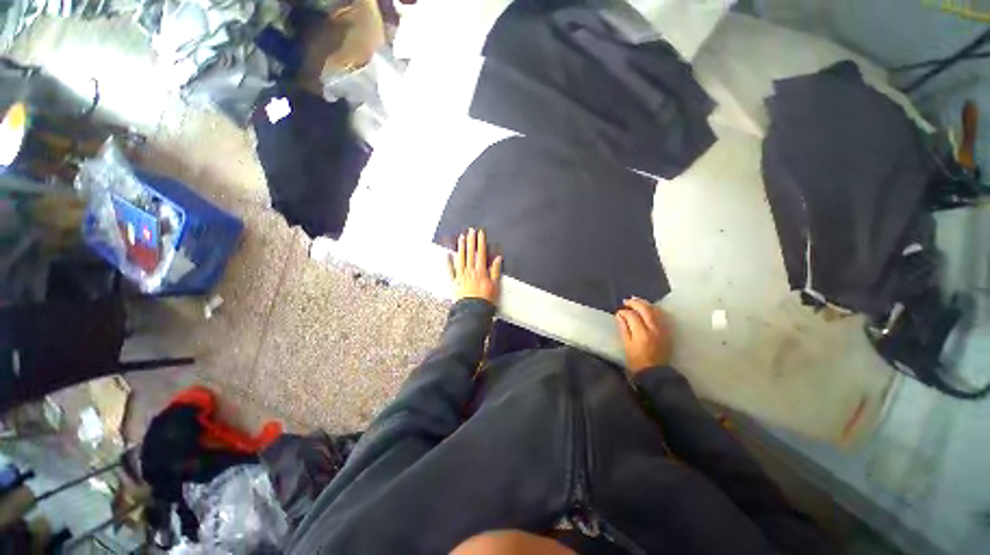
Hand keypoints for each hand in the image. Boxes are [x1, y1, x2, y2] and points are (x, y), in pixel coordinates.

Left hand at [448, 228, 502, 303]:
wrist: (473, 311)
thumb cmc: (485, 300)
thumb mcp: (495, 285)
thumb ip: (495, 271)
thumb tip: (497, 258)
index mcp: (481, 271)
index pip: (481, 253)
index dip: (480, 242)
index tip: (480, 233)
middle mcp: (470, 271)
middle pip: (470, 253)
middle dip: (470, 240)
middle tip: (470, 231)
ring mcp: (461, 276)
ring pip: (460, 258)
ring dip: (460, 247)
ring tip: (461, 238)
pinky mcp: (455, 282)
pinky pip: (450, 270)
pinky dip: (449, 262)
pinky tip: (448, 254)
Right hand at [615, 298, 671, 372]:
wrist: (656, 374)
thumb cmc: (637, 362)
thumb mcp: (626, 346)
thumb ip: (624, 328)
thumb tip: (619, 315)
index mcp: (642, 334)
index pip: (632, 315)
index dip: (624, 311)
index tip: (618, 312)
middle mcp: (654, 329)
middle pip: (646, 309)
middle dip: (635, 303)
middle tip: (626, 301)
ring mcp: (663, 330)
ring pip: (655, 310)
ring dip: (645, 304)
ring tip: (636, 301)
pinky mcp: (668, 332)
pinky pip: (662, 316)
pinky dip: (654, 309)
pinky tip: (648, 308)